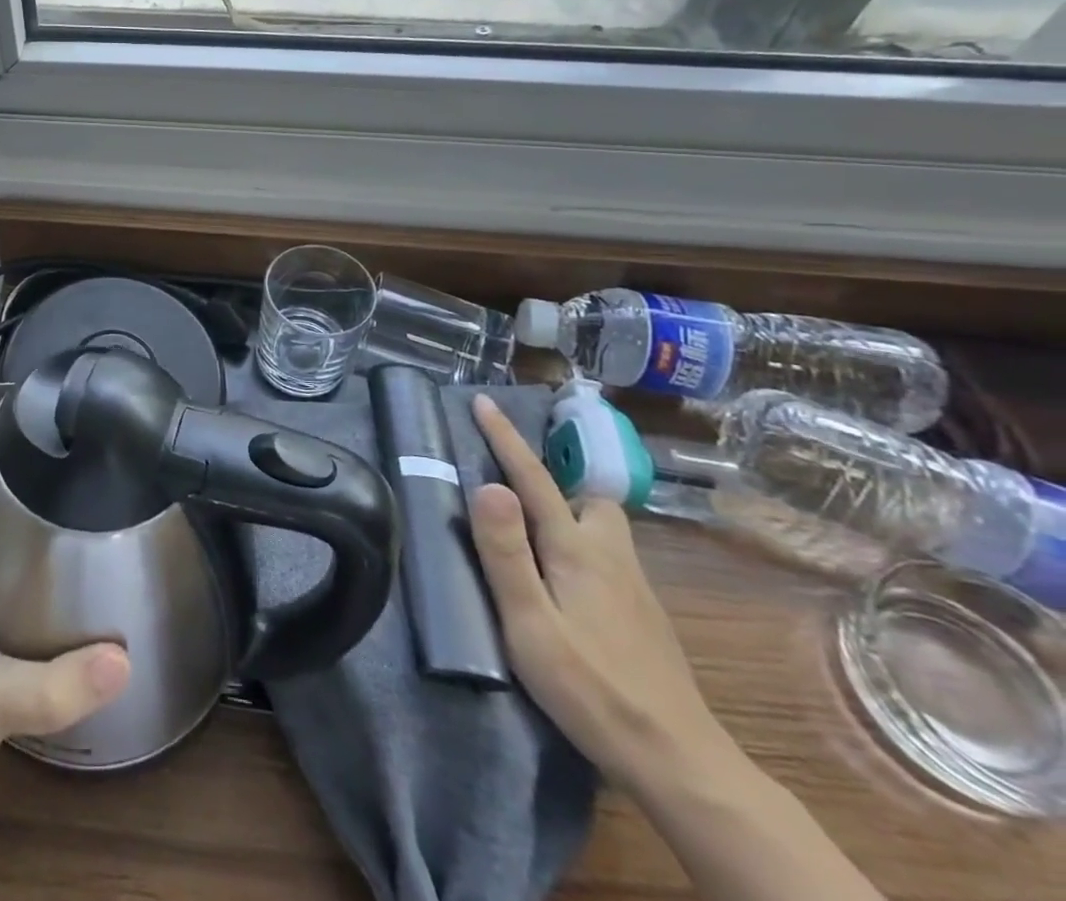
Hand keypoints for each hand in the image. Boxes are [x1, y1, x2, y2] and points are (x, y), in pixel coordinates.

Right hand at [470, 397, 733, 792]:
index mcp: (577, 549)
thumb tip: (488, 484)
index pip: (532, 478)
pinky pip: (608, 556)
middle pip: (587, 496)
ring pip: (602, 527)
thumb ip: (506, 552)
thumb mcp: (530, 622)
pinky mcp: (643, 616)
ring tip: (535, 532)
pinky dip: (582, 547)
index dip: (505, 438)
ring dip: (571, 512)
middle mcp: (610, 555)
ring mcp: (634, 586)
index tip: (484, 400)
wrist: (678, 762)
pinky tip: (566, 583)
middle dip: (555, 479)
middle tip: (517, 486)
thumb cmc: (591, 688)